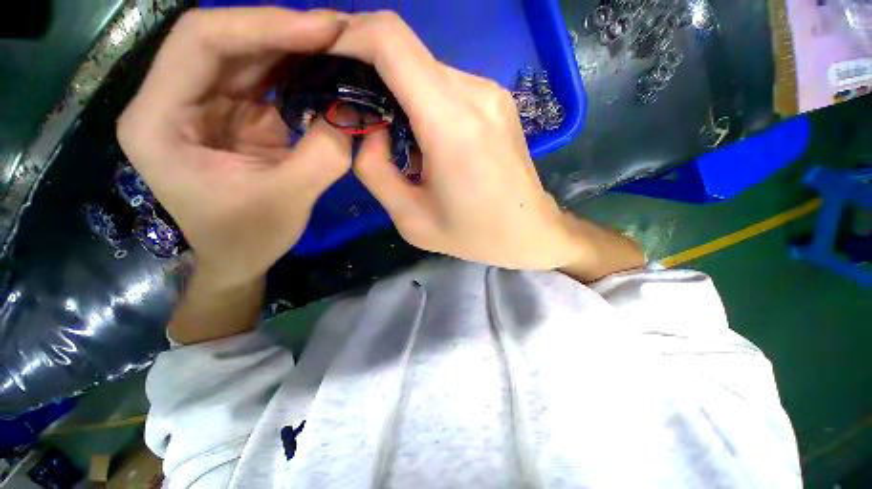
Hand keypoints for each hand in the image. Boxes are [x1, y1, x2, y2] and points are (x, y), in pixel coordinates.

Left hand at [117, 8, 351, 288]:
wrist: (239, 256)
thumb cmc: (249, 238)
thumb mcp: (288, 200)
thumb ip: (323, 156)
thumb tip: (352, 114)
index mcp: (159, 120)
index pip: (201, 42)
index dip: (263, 26)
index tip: (322, 30)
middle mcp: (173, 101)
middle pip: (225, 40)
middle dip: (284, 32)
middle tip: (339, 34)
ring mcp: (204, 105)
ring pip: (246, 55)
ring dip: (294, 49)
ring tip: (338, 49)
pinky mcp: (233, 115)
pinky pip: (264, 80)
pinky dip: (297, 73)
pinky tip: (325, 73)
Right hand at [327, 13, 585, 269]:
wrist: (529, 232)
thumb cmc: (473, 235)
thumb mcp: (411, 218)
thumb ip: (375, 171)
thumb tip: (369, 130)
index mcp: (451, 124)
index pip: (390, 41)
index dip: (348, 36)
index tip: (324, 58)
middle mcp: (475, 94)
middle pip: (406, 52)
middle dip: (369, 71)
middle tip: (355, 111)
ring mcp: (492, 94)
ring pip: (426, 71)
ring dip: (399, 93)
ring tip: (395, 137)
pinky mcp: (499, 102)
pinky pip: (448, 87)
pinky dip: (424, 102)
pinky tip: (426, 139)